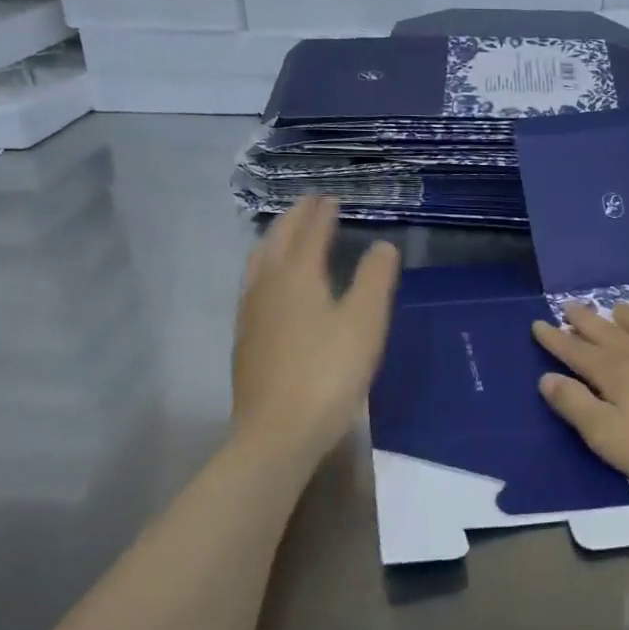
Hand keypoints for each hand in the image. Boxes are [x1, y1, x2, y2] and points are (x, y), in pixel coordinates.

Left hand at [232, 195, 399, 465]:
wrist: (278, 431)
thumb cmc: (329, 373)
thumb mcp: (364, 322)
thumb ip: (375, 279)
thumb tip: (382, 246)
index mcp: (297, 275)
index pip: (309, 232)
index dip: (322, 213)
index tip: (331, 198)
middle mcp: (267, 286)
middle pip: (278, 240)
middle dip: (295, 218)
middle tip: (310, 204)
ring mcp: (251, 313)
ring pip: (259, 262)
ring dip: (275, 239)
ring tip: (287, 233)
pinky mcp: (245, 339)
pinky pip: (253, 285)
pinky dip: (265, 267)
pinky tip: (270, 285)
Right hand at [531, 302, 628, 501]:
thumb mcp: (608, 436)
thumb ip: (576, 405)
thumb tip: (548, 378)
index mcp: (618, 375)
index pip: (578, 353)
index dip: (556, 340)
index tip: (538, 323)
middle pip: (611, 335)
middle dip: (587, 322)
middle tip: (570, 305)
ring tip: (618, 306)